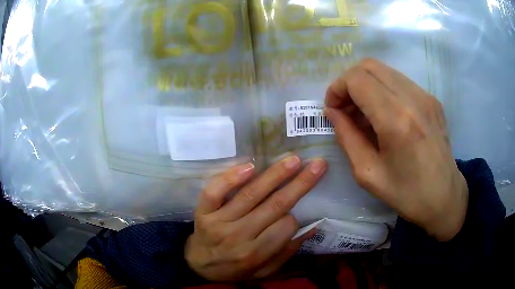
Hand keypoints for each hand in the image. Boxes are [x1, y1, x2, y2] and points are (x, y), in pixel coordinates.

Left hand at [185, 156, 326, 280]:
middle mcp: (239, 236)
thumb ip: (287, 252)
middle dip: (300, 183)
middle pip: (274, 205)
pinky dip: (231, 178)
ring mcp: (219, 221)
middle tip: (317, 164)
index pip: (286, 226)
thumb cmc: (235, 269)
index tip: (294, 211)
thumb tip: (312, 228)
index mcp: (257, 254)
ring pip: (250, 194)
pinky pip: (215, 192)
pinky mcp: (203, 211)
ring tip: (293, 160)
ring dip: (275, 175)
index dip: (294, 216)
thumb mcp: (264, 271)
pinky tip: (250, 166)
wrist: (200, 265)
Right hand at [325, 59, 467, 240]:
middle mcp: (412, 99)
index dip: (337, 89)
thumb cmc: (406, 193)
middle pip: (369, 66)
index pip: (356, 79)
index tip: (333, 109)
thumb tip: (332, 112)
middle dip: (349, 82)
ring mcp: (425, 96)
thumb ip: (346, 137)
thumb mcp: (368, 173)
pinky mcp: (432, 99)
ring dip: (366, 85)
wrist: (444, 197)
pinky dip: (383, 89)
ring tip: (364, 112)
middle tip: (346, 108)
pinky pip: (399, 81)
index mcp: (396, 120)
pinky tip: (384, 114)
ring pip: (384, 70)